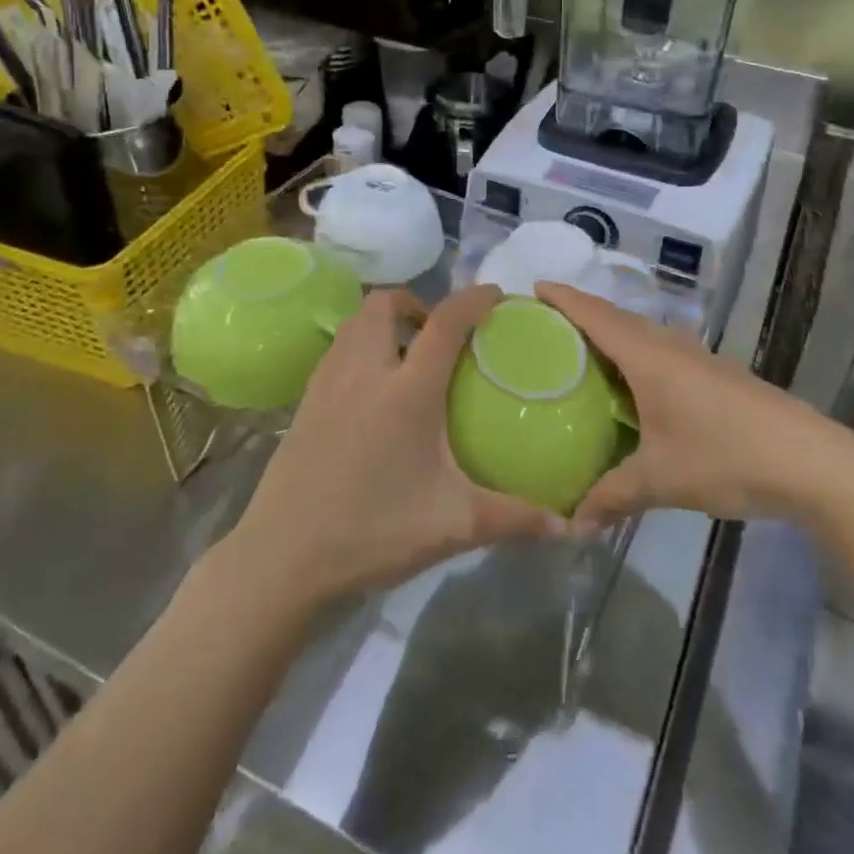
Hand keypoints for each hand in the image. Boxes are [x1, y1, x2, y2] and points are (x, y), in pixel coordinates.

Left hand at [225, 285, 565, 608]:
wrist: (283, 559)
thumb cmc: (373, 534)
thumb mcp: (453, 526)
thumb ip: (514, 518)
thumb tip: (570, 527)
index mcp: (407, 393)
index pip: (444, 323)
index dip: (473, 299)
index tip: (495, 294)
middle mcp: (365, 373)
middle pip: (384, 304)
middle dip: (415, 303)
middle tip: (437, 334)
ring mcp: (327, 384)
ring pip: (354, 323)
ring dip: (383, 322)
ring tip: (406, 356)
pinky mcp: (304, 403)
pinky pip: (336, 350)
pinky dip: (359, 347)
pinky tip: (371, 390)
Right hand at [538, 282, 849, 526]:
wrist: (814, 462)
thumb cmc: (727, 456)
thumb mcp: (661, 480)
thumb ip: (612, 497)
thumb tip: (572, 522)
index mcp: (650, 357)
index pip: (596, 315)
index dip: (564, 298)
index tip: (533, 288)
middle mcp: (671, 347)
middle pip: (618, 318)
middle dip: (581, 315)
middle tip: (546, 328)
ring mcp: (699, 359)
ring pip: (644, 335)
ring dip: (612, 335)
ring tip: (582, 356)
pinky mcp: (717, 376)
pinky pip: (663, 353)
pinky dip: (637, 356)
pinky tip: (633, 388)